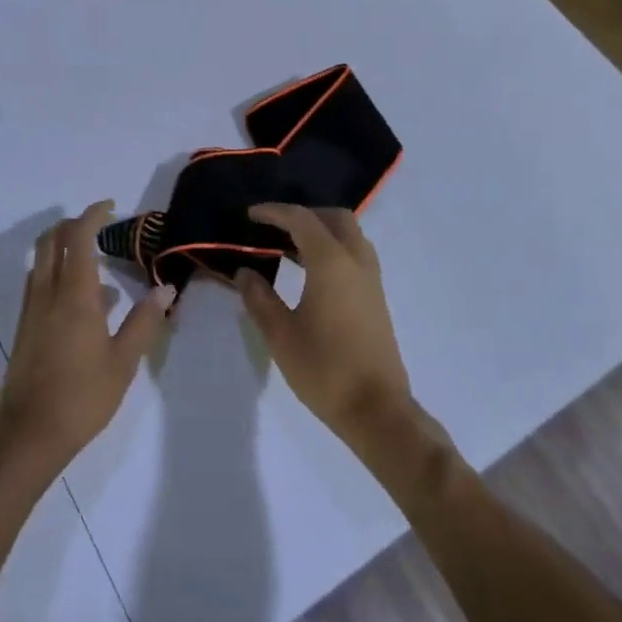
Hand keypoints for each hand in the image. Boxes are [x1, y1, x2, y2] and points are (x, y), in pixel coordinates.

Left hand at [0, 201, 172, 472]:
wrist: (29, 434)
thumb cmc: (83, 396)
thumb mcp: (124, 360)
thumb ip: (144, 320)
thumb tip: (166, 288)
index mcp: (74, 295)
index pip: (78, 237)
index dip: (93, 215)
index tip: (111, 207)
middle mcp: (47, 293)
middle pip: (51, 240)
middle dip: (73, 225)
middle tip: (100, 226)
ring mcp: (31, 310)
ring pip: (41, 261)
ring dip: (63, 248)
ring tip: (97, 264)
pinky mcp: (24, 328)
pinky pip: (39, 283)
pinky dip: (57, 273)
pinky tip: (82, 301)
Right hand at [233, 204, 412, 447]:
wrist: (376, 409)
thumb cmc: (324, 369)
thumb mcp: (281, 335)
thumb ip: (259, 298)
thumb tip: (245, 272)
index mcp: (332, 263)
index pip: (302, 220)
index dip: (275, 212)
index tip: (251, 214)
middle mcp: (356, 262)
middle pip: (335, 218)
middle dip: (305, 214)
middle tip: (275, 227)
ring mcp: (371, 280)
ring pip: (350, 235)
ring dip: (322, 231)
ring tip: (289, 248)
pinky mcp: (377, 298)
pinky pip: (356, 255)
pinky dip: (333, 249)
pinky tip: (311, 273)